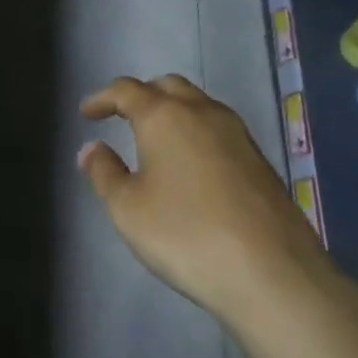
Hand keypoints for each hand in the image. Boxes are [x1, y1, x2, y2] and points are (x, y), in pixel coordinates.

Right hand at [79, 75, 335, 324]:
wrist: (271, 271)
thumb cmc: (185, 234)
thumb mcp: (128, 209)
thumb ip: (104, 172)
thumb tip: (92, 148)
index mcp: (164, 116)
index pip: (126, 90)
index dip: (103, 98)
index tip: (87, 113)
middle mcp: (202, 112)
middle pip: (167, 86)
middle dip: (141, 95)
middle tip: (122, 117)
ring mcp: (237, 134)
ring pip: (198, 104)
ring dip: (172, 110)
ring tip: (156, 139)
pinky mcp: (259, 159)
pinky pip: (218, 129)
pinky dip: (196, 132)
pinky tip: (191, 164)